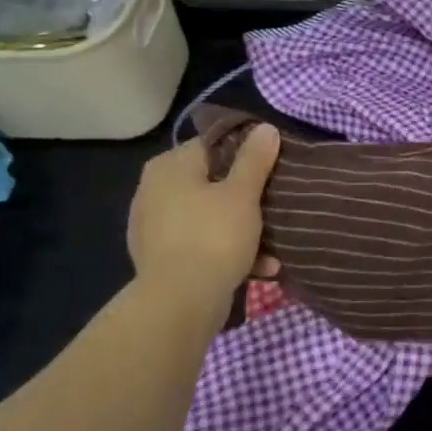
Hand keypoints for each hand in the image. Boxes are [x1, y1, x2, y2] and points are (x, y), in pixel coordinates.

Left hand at [127, 127, 280, 301]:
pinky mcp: (162, 258)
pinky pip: (203, 244)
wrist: (180, 302)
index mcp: (169, 167)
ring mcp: (155, 227)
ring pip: (210, 217)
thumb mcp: (243, 193)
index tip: (274, 166)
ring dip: (243, 228)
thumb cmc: (213, 236)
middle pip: (213, 182)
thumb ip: (255, 159)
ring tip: (274, 244)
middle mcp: (154, 191)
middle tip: (277, 203)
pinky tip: (260, 266)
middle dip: (247, 196)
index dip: (247, 152)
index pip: (213, 145)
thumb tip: (265, 128)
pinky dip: (229, 251)